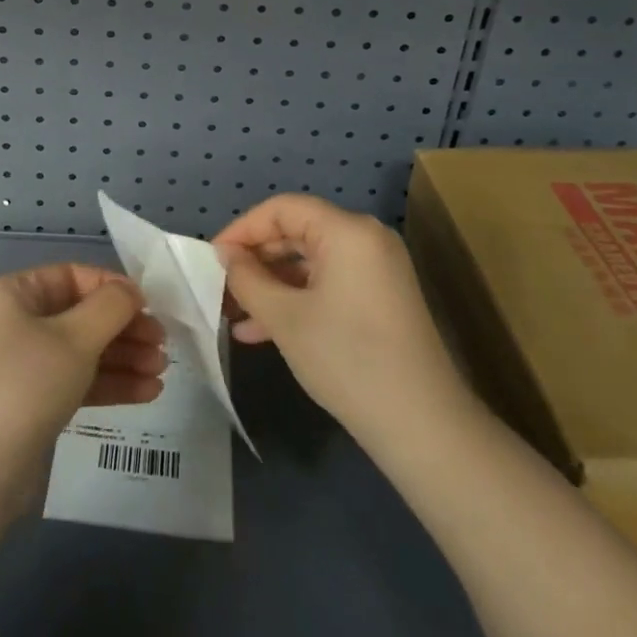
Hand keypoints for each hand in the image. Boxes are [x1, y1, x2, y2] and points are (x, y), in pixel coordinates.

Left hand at [0, 263, 165, 515]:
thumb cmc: (26, 386)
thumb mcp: (74, 339)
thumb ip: (110, 308)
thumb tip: (131, 291)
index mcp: (12, 294)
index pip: (72, 276)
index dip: (113, 288)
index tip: (150, 306)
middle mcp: (13, 321)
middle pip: (80, 314)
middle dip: (124, 329)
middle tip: (162, 344)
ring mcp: (20, 363)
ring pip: (81, 350)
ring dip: (122, 358)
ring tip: (161, 372)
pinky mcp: (30, 401)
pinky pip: (74, 380)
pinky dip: (107, 383)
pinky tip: (147, 392)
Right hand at [214, 194, 473, 447]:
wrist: (423, 427)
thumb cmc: (348, 360)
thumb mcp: (285, 318)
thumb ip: (248, 279)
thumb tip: (227, 256)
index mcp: (347, 230)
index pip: (282, 209)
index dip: (243, 229)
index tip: (213, 258)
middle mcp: (365, 239)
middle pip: (297, 232)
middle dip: (256, 260)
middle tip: (221, 287)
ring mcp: (377, 270)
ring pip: (310, 263)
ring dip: (272, 286)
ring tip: (235, 315)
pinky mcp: (381, 299)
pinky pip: (328, 284)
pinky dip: (297, 300)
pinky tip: (263, 331)